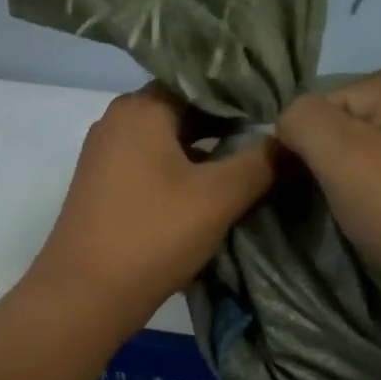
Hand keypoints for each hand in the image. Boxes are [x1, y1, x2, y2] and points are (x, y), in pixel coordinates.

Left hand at [24, 86, 278, 334]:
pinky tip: (210, 193)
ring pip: (167, 141)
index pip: (201, 82)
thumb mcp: (219, 198)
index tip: (280, 111)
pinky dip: (181, 172)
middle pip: (184, 111)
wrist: (84, 296)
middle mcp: (116, 121)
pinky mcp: (102, 187)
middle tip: (273, 140)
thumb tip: (296, 137)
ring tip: (251, 167)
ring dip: (206, 152)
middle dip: (227, 126)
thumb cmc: (153, 236)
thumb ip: (262, 162)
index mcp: (140, 108)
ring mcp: (104, 155)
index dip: (244, 95)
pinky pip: (150, 166)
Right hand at [276, 63, 380, 326]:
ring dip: (348, 184)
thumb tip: (286, 123)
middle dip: (326, 164)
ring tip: (357, 215)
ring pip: (362, 154)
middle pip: (341, 127)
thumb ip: (301, 120)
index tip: (298, 188)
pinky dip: (374, 195)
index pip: (318, 107)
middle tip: (332, 204)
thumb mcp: (341, 155)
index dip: (300, 147)